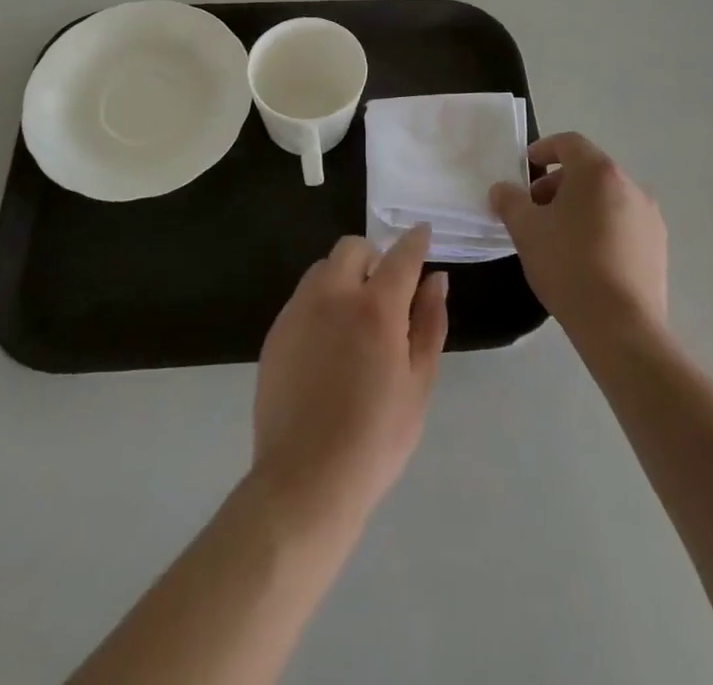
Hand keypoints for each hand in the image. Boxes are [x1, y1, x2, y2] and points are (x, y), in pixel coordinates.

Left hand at [252, 226, 448, 531]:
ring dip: (344, 277)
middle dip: (373, 257)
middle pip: (352, 248)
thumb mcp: (419, 384)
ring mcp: (299, 310)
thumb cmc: (376, 438)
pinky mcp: (276, 331)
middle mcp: (333, 295)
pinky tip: (328, 344)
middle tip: (385, 291)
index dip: (416, 240)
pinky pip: (303, 297)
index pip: (401, 255)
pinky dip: (321, 302)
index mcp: (375, 307)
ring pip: (323, 268)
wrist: (305, 480)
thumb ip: (429, 323)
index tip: (423, 233)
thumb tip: (436, 280)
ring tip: (355, 318)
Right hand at [490, 132, 667, 346]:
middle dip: (558, 184)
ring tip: (558, 237)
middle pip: (589, 171)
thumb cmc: (568, 264)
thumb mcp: (526, 230)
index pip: (569, 143)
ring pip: (607, 198)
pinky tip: (585, 259)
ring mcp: (649, 218)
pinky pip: (623, 224)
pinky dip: (601, 228)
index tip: (526, 166)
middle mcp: (630, 185)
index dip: (544, 149)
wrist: (621, 326)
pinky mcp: (658, 248)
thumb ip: (509, 201)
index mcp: (598, 172)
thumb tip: (502, 189)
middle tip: (535, 209)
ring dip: (580, 207)